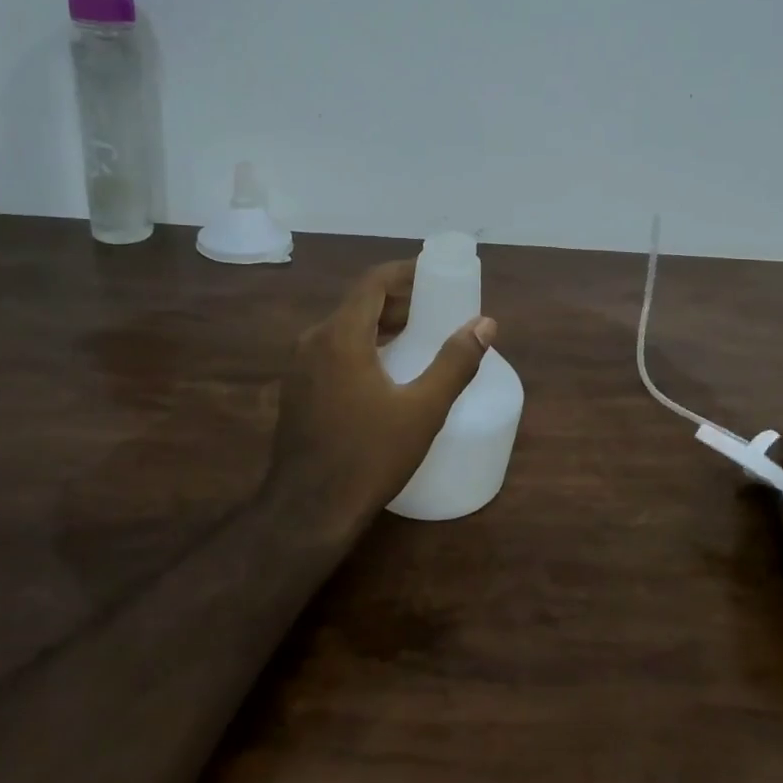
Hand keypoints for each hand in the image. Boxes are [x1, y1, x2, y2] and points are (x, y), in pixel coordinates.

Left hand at [264, 260, 496, 540]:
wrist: (309, 510)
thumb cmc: (369, 456)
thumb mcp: (423, 409)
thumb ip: (455, 362)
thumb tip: (485, 324)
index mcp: (340, 336)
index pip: (372, 282)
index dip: (405, 273)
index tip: (436, 277)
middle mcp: (313, 341)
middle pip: (358, 303)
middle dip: (398, 301)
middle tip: (436, 311)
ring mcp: (299, 367)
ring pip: (344, 328)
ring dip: (380, 325)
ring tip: (417, 339)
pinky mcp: (297, 390)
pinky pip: (332, 351)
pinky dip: (362, 346)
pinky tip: (385, 372)